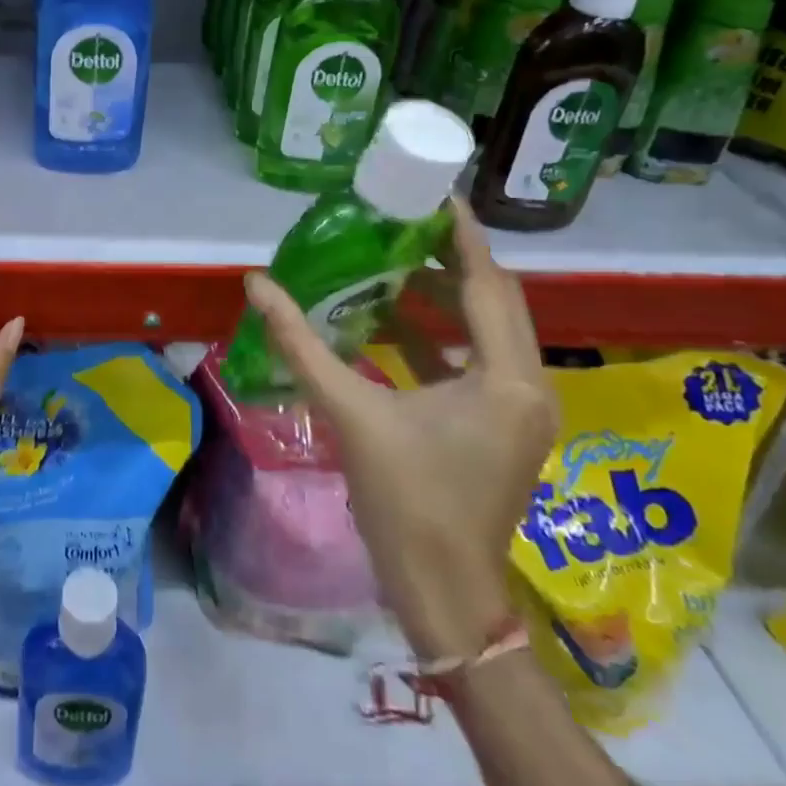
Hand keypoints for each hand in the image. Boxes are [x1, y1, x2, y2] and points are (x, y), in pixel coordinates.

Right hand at [243, 195, 555, 661]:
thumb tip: (257, 284)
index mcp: (505, 377)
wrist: (443, 593)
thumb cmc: (405, 500)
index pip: (486, 282)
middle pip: (496, 299)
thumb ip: (301, 344)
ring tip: (396, 262)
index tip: (435, 192)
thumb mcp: (349, 412)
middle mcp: (529, 384)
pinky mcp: (507, 426)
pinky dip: (445, 334)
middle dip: (453, 258)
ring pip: (491, 328)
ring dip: (448, 295)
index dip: (461, 233)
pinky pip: (481, 359)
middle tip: (405, 223)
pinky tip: (396, 322)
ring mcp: (523, 408)